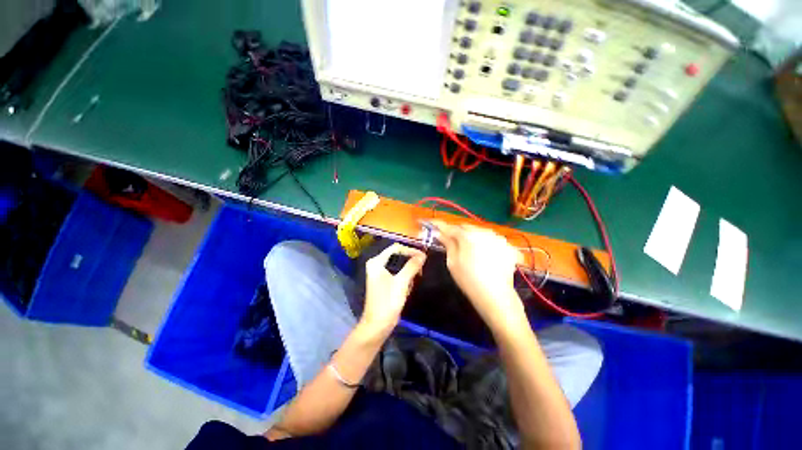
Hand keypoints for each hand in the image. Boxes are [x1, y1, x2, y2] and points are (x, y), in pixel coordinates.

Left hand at [360, 243, 425, 335]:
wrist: (377, 325)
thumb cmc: (387, 302)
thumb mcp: (401, 282)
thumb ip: (412, 266)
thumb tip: (423, 255)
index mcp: (377, 262)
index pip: (396, 248)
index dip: (410, 250)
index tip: (423, 256)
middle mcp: (377, 264)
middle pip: (398, 256)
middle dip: (410, 262)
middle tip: (421, 269)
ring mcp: (380, 273)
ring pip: (400, 265)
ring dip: (409, 272)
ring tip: (414, 281)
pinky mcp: (385, 282)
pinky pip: (398, 274)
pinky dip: (405, 279)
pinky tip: (407, 289)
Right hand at [431, 221, 524, 328]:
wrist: (495, 296)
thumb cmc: (468, 280)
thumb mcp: (452, 262)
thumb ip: (447, 244)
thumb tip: (440, 233)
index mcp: (467, 236)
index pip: (450, 227)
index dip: (440, 226)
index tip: (432, 225)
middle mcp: (484, 232)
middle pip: (466, 227)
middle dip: (458, 232)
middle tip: (452, 240)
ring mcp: (498, 238)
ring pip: (480, 231)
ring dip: (472, 236)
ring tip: (470, 249)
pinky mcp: (508, 245)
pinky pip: (492, 239)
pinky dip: (486, 242)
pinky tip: (485, 254)